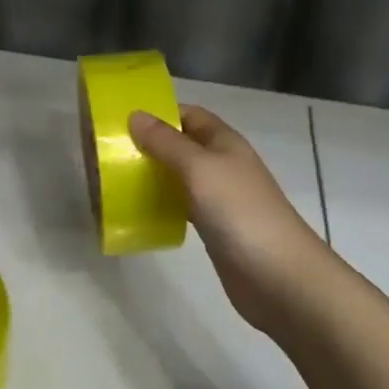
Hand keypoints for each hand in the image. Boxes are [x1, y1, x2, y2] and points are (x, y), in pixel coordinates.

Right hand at [128, 105, 334, 338]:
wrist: (279, 276)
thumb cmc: (240, 212)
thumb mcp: (199, 168)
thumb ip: (166, 142)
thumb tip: (135, 115)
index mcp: (224, 143)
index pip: (190, 115)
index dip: (160, 112)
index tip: (122, 120)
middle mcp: (222, 165)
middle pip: (182, 145)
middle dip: (149, 145)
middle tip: (109, 152)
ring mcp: (219, 198)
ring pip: (179, 176)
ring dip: (152, 175)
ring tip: (114, 178)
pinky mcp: (213, 228)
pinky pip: (181, 205)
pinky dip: (161, 203)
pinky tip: (137, 210)